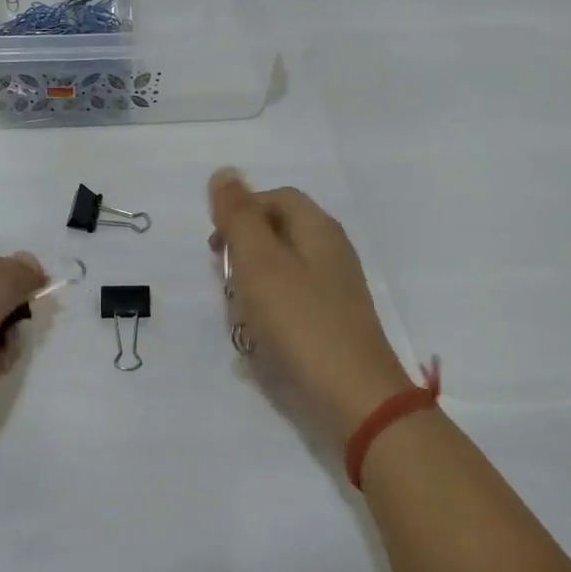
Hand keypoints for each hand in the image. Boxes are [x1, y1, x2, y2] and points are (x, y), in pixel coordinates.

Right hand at [209, 170, 412, 444]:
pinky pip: (291, 304)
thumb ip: (238, 216)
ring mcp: (335, 290)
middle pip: (278, 233)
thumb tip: (224, 172)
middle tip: (224, 281)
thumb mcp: (259, 262)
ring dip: (252, 287)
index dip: (240, 212)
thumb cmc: (300, 322)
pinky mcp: (333, 323)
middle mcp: (331, 252)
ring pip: (281, 271)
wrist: (354, 399)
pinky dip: (269, 314)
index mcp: (318, 229)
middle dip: (243, 253)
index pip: (275, 198)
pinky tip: (259, 339)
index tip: (215, 245)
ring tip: (239, 315)